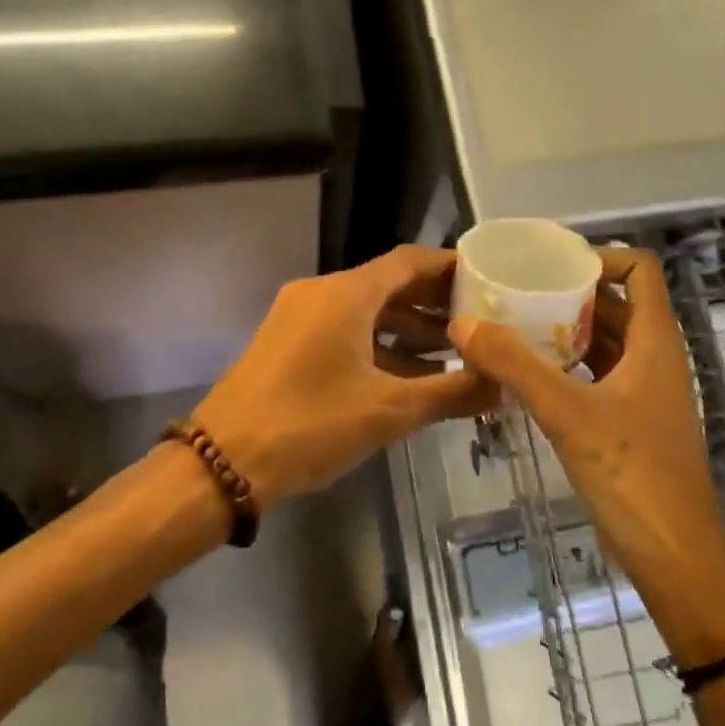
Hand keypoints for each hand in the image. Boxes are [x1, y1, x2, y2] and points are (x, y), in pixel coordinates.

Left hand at [193, 246, 497, 506]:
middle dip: (433, 303)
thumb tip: (503, 384)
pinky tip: (409, 377)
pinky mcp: (287, 344)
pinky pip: (345, 331)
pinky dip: (379, 345)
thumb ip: (451, 393)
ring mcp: (299, 317)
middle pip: (388, 284)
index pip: (409, 261)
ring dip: (408, 329)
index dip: (449, 267)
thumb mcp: (388, 410)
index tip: (486, 280)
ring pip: (366, 311)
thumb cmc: (309, 426)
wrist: (220, 465)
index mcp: (346, 294)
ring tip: (453, 354)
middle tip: (478, 320)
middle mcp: (321, 293)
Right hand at [448, 248, 724, 662]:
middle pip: (616, 303)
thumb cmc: (633, 476)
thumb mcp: (568, 414)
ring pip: (607, 341)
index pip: (639, 269)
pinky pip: (600, 374)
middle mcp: (655, 357)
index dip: (601, 257)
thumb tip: (463, 323)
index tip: (551, 266)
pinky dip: (570, 365)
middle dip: (570, 294)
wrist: (676, 558)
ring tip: (515, 327)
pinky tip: (531, 374)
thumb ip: (515, 365)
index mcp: (655, 341)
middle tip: (517, 293)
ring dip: (567, 330)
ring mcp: (646, 391)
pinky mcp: (633, 420)